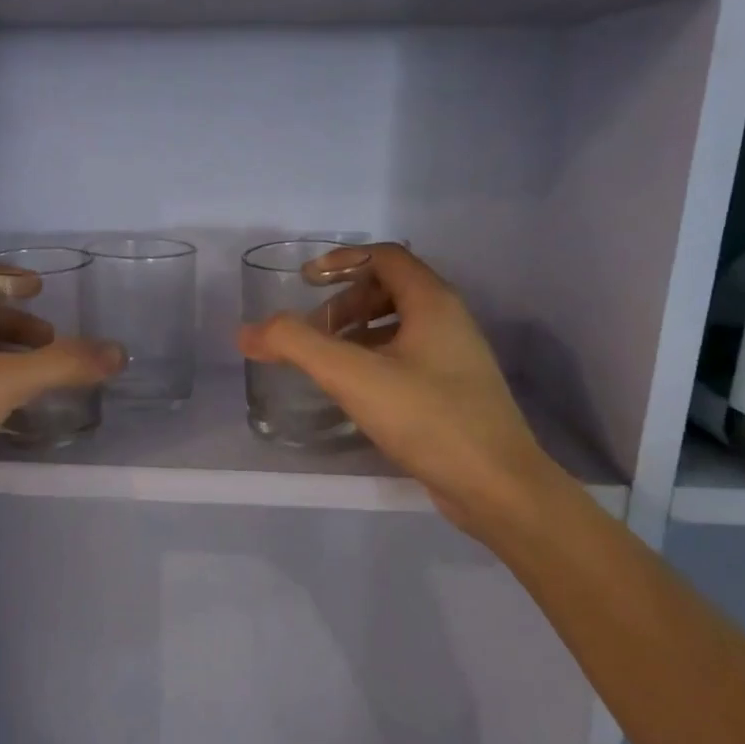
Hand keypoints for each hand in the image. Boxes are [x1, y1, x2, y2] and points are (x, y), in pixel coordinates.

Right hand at [236, 243, 557, 535]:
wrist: (497, 486)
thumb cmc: (428, 418)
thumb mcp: (353, 376)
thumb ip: (296, 346)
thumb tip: (247, 332)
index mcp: (433, 302)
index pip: (384, 256)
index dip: (341, 260)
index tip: (305, 282)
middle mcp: (448, 320)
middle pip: (389, 288)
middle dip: (345, 302)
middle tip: (313, 331)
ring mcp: (454, 357)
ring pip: (397, 325)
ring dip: (357, 332)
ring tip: (326, 361)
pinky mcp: (452, 390)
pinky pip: (405, 356)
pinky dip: (373, 359)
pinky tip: (354, 391)